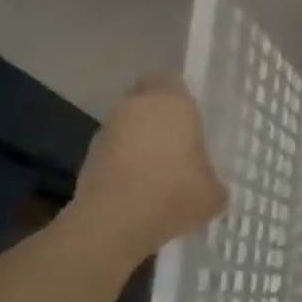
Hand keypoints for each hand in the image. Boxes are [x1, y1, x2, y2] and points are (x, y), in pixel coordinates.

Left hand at [69, 75, 227, 259]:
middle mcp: (135, 108)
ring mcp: (106, 132)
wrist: (115, 222)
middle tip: (181, 142)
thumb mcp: (214, 192)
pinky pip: (115, 153)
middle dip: (159, 118)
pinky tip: (143, 190)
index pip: (170, 79)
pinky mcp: (88, 158)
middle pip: (145, 102)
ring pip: (128, 127)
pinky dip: (126, 164)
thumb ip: (213, 180)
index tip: (193, 114)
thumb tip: (209, 185)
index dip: (179, 94)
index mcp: (172, 103)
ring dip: (140, 142)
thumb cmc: (175, 193)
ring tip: (162, 171)